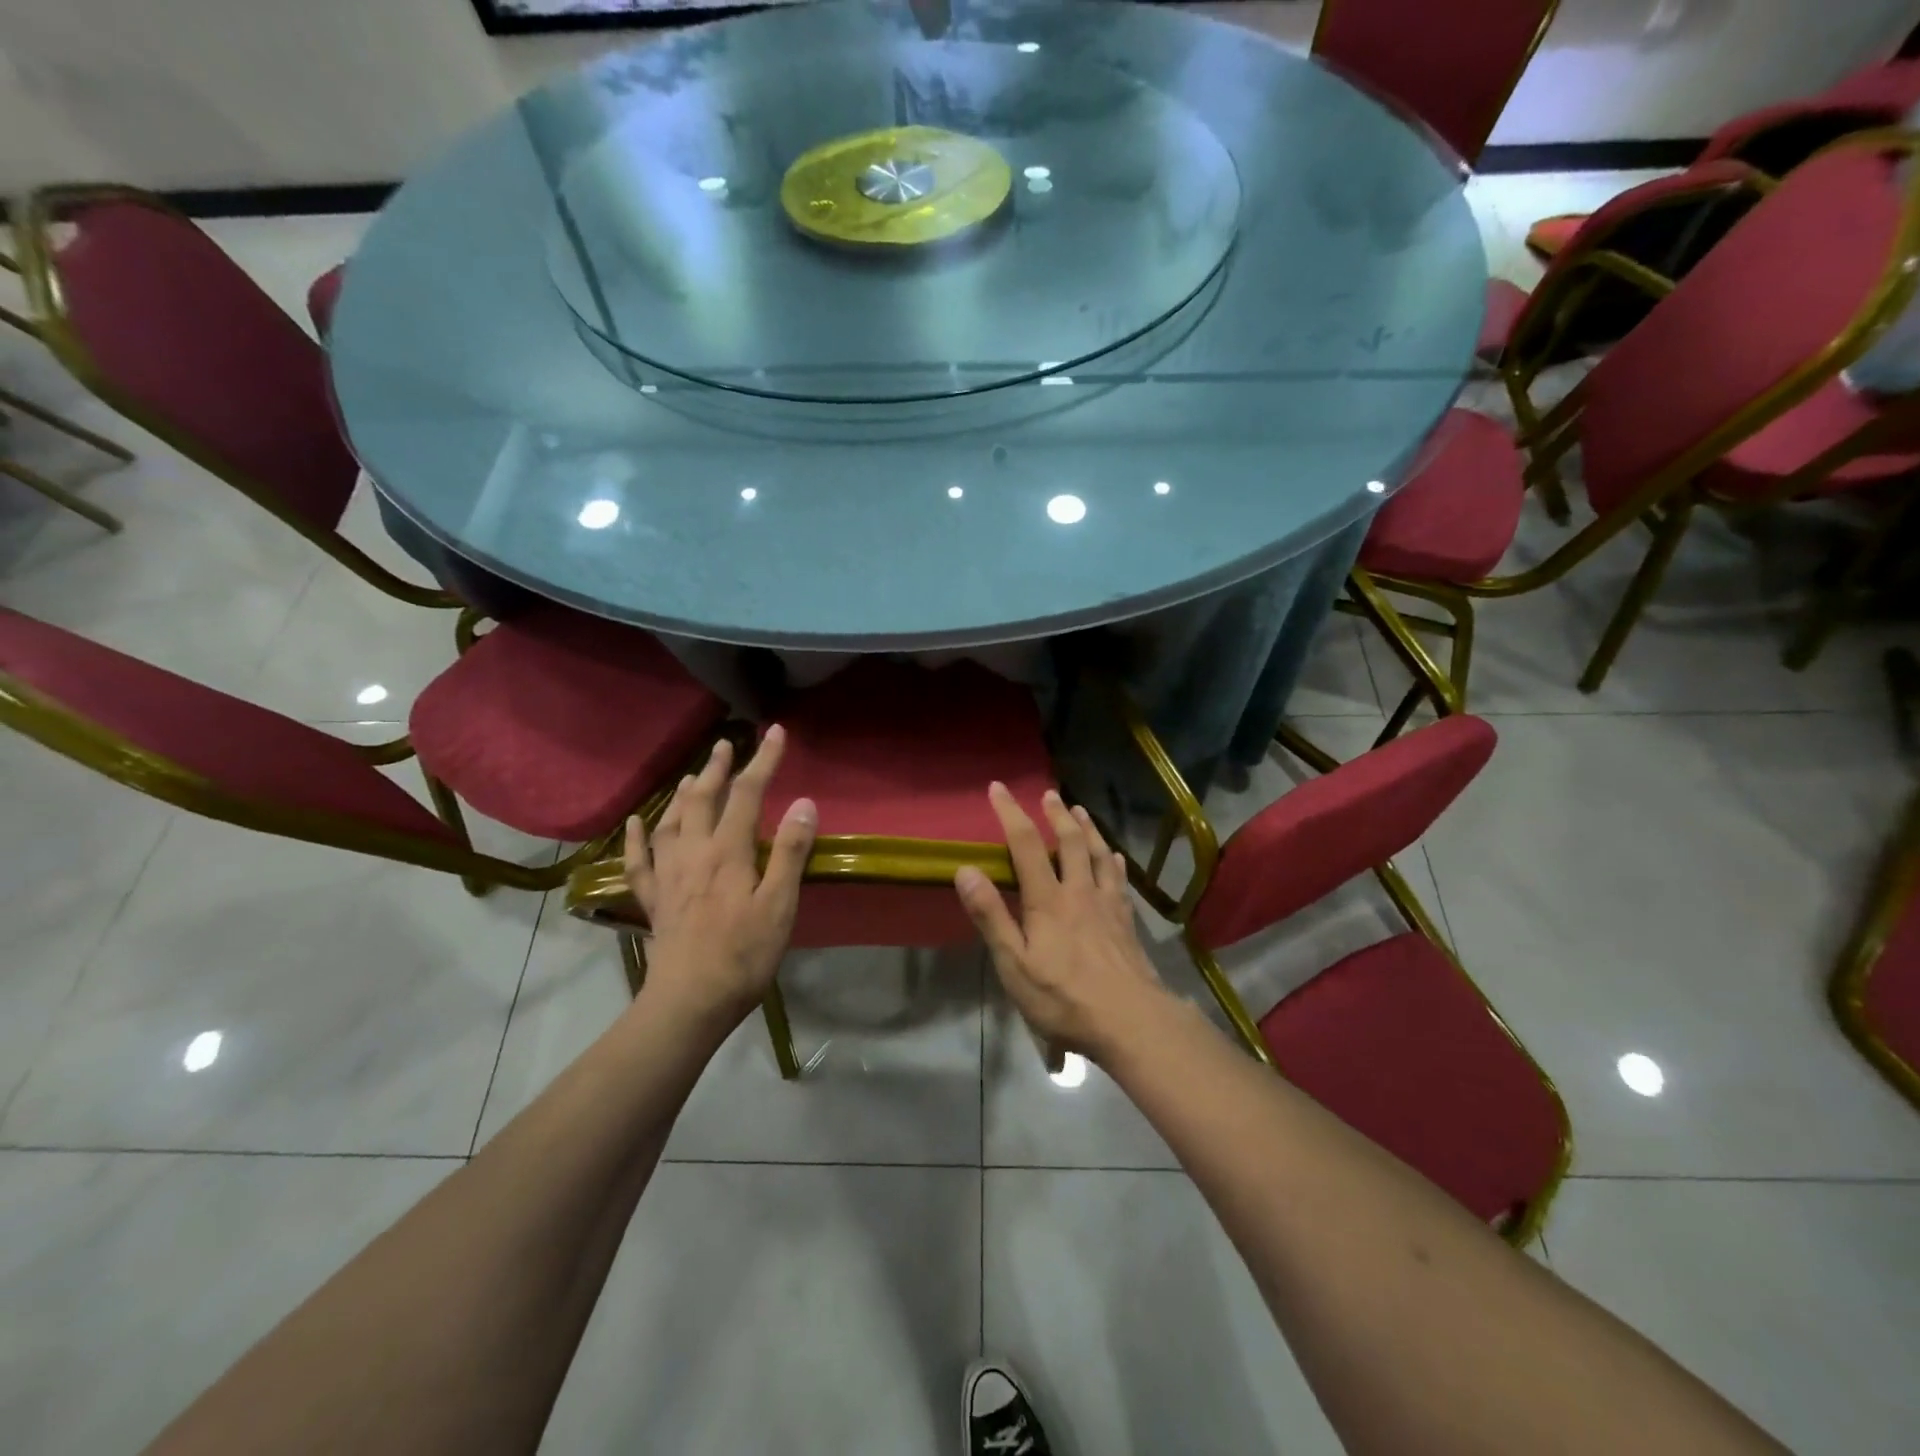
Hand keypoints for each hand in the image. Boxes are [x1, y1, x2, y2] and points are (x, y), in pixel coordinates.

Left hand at [623, 727, 816, 1026]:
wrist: (690, 1002)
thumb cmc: (744, 954)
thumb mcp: (779, 904)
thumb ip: (789, 852)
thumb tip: (804, 803)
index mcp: (728, 852)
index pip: (747, 794)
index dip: (763, 760)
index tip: (775, 732)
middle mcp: (694, 853)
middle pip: (703, 799)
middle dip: (716, 768)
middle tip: (725, 744)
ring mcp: (669, 876)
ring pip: (671, 822)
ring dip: (683, 794)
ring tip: (692, 776)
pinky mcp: (655, 900)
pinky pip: (639, 861)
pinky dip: (637, 837)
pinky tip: (637, 822)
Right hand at [955, 785, 1166, 1063]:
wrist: (1131, 1021)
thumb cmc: (1063, 998)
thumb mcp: (1014, 964)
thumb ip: (991, 916)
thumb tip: (965, 870)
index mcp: (1047, 900)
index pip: (1025, 845)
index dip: (1011, 813)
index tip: (999, 788)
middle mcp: (1079, 891)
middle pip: (1070, 842)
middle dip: (1055, 814)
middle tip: (1048, 793)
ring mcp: (1107, 905)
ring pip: (1098, 854)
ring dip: (1088, 829)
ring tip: (1080, 810)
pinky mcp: (1127, 922)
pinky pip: (1119, 880)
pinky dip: (1114, 862)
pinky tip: (1116, 856)